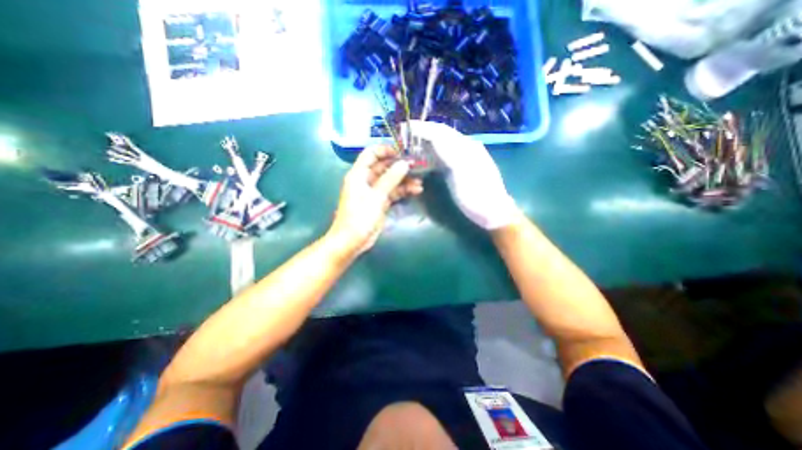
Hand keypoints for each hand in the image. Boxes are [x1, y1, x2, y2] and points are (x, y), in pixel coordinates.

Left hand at [325, 143, 425, 255]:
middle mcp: (366, 180)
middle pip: (384, 167)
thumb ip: (390, 179)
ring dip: (404, 181)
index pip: (371, 154)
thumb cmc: (360, 216)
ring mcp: (374, 192)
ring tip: (420, 182)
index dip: (385, 150)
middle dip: (399, 166)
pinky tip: (415, 191)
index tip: (401, 152)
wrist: (352, 241)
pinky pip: (393, 192)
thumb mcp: (376, 196)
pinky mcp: (380, 203)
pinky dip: (403, 191)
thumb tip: (404, 163)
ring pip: (390, 181)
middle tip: (417, 167)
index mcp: (359, 174)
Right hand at [405, 120, 516, 228]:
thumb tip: (433, 136)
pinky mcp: (458, 169)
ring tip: (409, 144)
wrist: (492, 211)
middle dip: (420, 133)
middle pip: (439, 134)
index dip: (421, 128)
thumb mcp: (463, 173)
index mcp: (465, 146)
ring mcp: (461, 158)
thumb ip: (449, 152)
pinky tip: (422, 157)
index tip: (402, 128)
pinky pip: (441, 156)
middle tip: (402, 136)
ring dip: (424, 142)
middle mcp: (463, 147)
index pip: (439, 131)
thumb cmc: (477, 194)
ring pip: (439, 144)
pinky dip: (429, 154)